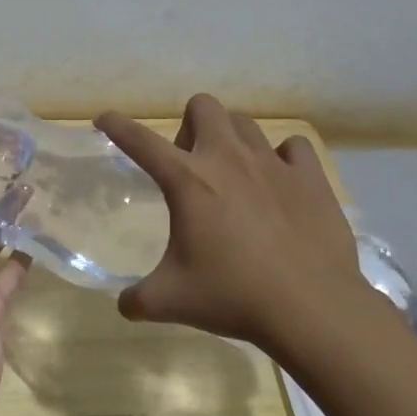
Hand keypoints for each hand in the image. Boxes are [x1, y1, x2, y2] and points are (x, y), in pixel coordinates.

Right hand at [94, 94, 388, 367]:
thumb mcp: (170, 301)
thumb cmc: (233, 297)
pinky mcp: (311, 178)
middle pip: (203, 107)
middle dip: (189, 126)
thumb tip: (124, 305)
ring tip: (233, 176)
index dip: (116, 125)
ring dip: (231, 140)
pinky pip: (293, 147)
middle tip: (189, 166)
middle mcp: (228, 159)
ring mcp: (274, 164)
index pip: (140, 141)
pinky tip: (279, 184)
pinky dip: (282, 158)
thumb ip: (137, 299)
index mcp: (187, 181)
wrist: (312, 308)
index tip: (104, 119)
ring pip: (245, 124)